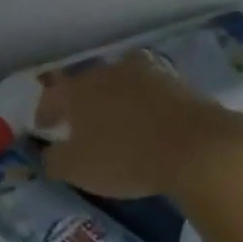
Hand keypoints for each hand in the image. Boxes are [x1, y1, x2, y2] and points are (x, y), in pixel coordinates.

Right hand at [37, 52, 242, 197]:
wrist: (198, 148)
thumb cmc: (126, 157)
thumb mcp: (77, 169)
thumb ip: (54, 160)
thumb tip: (48, 154)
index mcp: (78, 88)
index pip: (52, 95)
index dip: (45, 112)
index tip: (44, 128)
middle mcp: (108, 72)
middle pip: (87, 83)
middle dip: (80, 101)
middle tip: (80, 122)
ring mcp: (146, 73)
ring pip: (121, 82)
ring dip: (115, 97)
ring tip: (117, 118)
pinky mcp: (179, 83)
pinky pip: (151, 91)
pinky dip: (145, 103)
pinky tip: (149, 120)